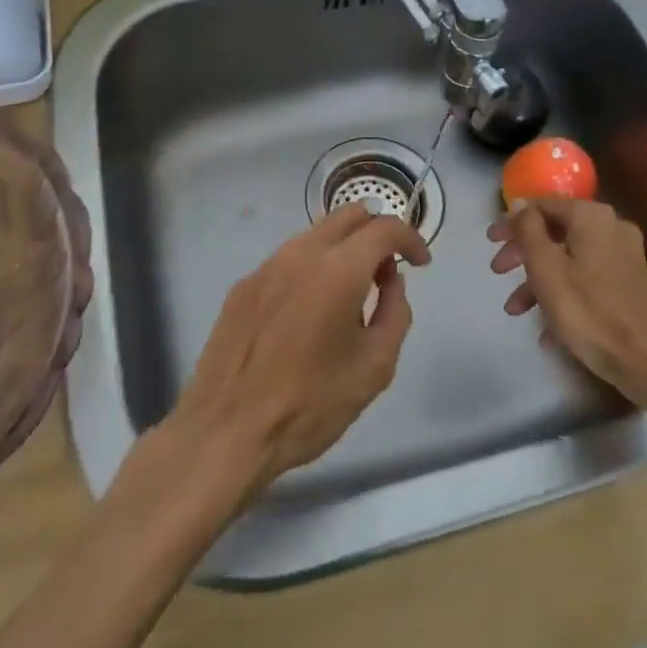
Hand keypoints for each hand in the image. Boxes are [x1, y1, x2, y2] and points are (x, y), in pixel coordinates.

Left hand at [169, 203, 429, 498]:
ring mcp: (266, 267)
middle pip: (348, 216)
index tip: (420, 264)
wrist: (226, 432)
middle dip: (376, 234)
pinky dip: (312, 269)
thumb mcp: (374, 368)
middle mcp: (300, 254)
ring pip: (316, 235)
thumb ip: (394, 314)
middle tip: (386, 274)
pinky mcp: (243, 286)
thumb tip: (391, 282)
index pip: (384, 228)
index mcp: (338, 270)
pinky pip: (288, 260)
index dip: (410, 239)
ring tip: (350, 296)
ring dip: (343, 250)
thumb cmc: (310, 404)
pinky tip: (309, 312)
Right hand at [487, 197, 646, 408]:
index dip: (511, 222)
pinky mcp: (629, 284)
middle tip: (497, 271)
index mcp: (592, 217)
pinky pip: (586, 279)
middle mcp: (612, 228)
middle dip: (523, 254)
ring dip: (539, 280)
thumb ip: (528, 229)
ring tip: (515, 310)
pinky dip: (563, 294)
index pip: (541, 207)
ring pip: (569, 259)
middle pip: (555, 232)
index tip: (490, 241)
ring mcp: (624, 257)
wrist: (644, 360)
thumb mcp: (545, 267)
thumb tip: (520, 203)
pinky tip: (546, 329)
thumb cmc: (587, 310)